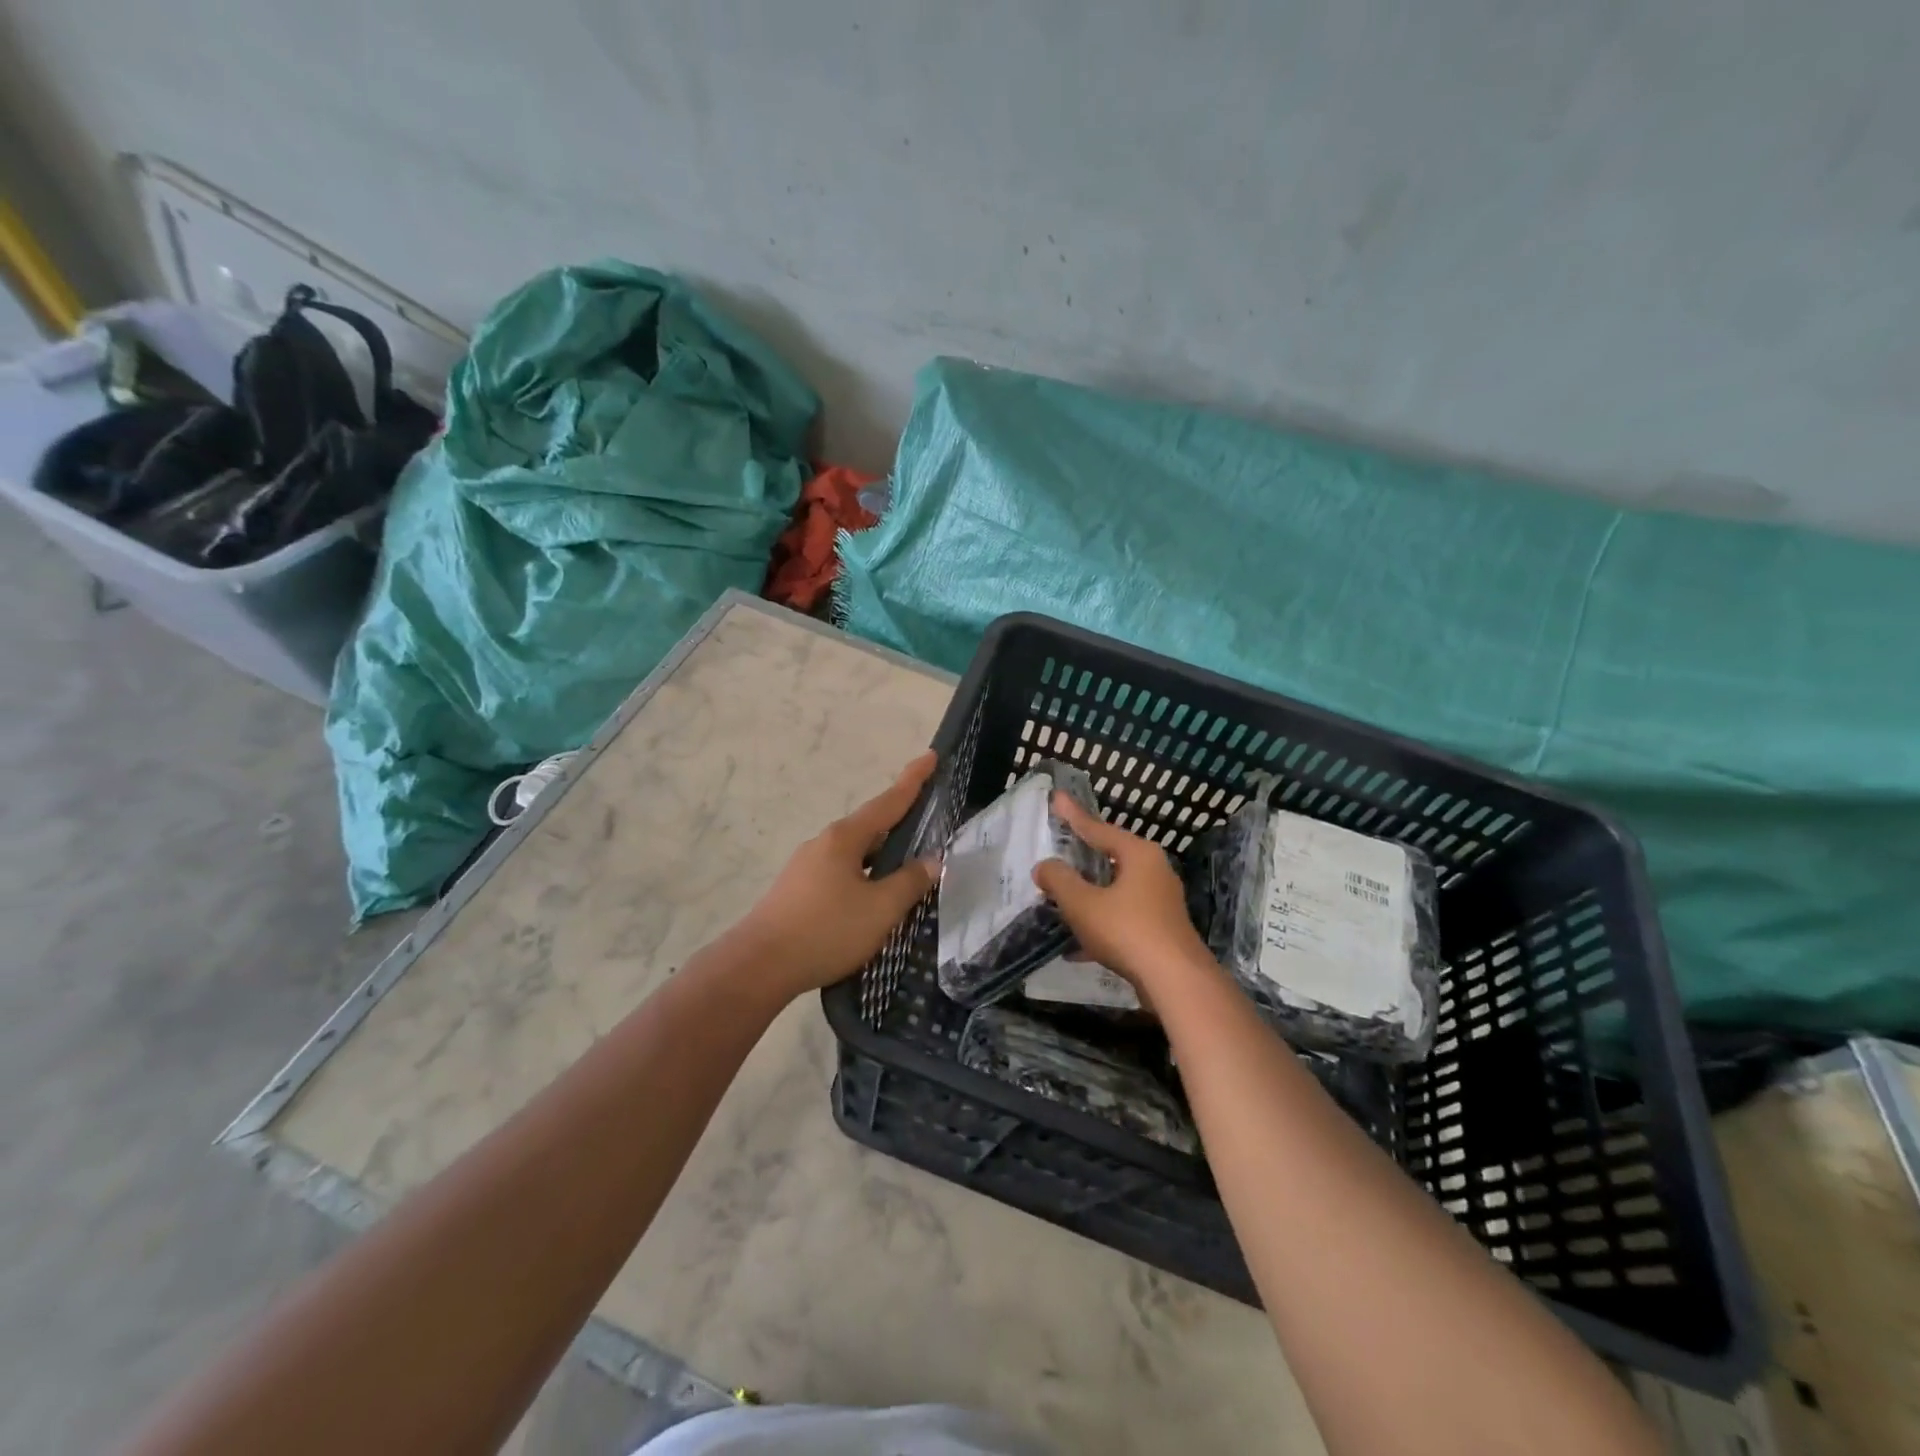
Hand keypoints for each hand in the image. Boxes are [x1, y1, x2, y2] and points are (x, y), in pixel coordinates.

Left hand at [736, 751, 939, 995]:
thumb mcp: (880, 909)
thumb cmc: (826, 931)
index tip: (931, 756)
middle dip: (899, 823)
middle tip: (928, 823)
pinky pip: (842, 872)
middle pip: (871, 826)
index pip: (889, 801)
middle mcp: (824, 843)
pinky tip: (872, 898)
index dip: (913, 780)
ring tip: (907, 869)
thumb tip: (932, 860)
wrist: (759, 966)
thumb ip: (909, 882)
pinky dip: (864, 875)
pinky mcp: (798, 890)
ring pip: (855, 853)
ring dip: (881, 855)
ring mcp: (806, 866)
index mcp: (845, 838)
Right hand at [1032, 792, 1214, 997]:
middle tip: (1060, 850)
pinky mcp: (1161, 929)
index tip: (1057, 798)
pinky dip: (1101, 924)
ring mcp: (1161, 901)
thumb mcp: (1082, 903)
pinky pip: (1123, 917)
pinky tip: (1077, 949)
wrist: (1175, 981)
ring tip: (1061, 902)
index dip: (1074, 816)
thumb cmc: (1127, 930)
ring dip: (1089, 896)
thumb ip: (1059, 880)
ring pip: (1116, 890)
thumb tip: (1044, 866)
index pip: (1099, 828)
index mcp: (1138, 854)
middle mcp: (1154, 871)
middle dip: (1082, 859)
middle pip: (1110, 857)